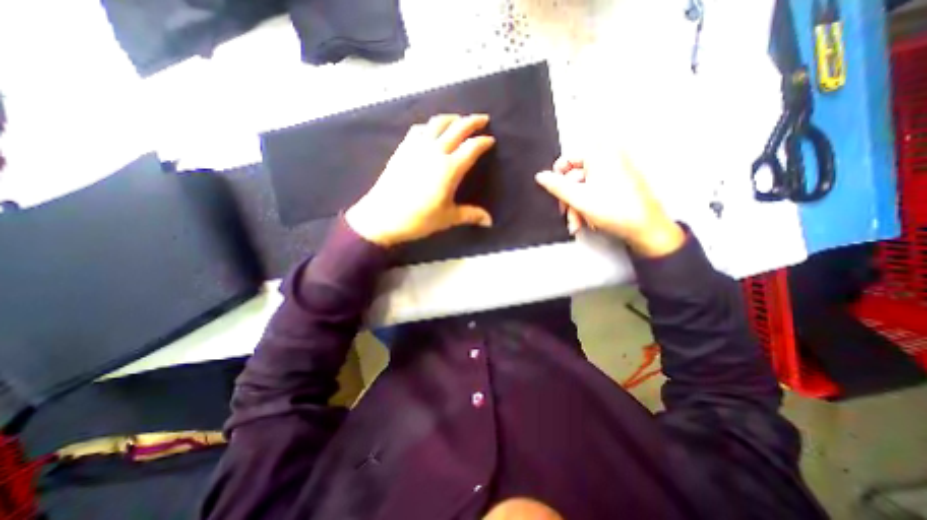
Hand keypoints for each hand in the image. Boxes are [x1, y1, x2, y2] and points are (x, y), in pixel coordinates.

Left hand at [345, 114, 491, 246]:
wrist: (383, 216)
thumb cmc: (419, 219)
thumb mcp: (448, 218)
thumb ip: (471, 215)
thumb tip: (489, 222)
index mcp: (450, 168)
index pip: (472, 147)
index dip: (483, 142)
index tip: (491, 140)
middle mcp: (435, 152)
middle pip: (457, 128)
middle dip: (472, 121)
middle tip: (482, 119)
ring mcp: (417, 147)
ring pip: (437, 123)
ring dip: (451, 118)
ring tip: (459, 119)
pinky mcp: (403, 148)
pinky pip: (419, 129)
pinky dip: (430, 125)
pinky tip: (431, 130)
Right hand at [540, 154, 683, 256]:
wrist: (645, 228)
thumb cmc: (617, 211)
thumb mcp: (578, 198)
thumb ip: (556, 186)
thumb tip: (541, 176)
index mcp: (599, 155)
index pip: (566, 160)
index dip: (557, 179)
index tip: (556, 195)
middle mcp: (608, 159)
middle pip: (574, 177)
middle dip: (568, 200)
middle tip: (568, 214)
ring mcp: (614, 172)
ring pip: (583, 188)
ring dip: (576, 208)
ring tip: (578, 223)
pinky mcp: (618, 184)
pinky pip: (594, 192)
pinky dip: (588, 207)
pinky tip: (588, 221)